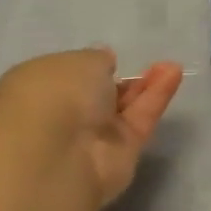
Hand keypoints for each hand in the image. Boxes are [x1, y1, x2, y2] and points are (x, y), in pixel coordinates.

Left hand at [0, 49, 183, 206]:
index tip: (106, 58)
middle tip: (140, 63)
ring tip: (170, 64)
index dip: (85, 67)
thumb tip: (104, 61)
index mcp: (36, 89)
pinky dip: (157, 97)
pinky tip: (174, 73)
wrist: (60, 153)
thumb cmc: (55, 94)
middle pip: (97, 95)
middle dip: (118, 79)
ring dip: (144, 86)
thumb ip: (97, 60)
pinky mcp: (122, 153)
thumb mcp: (79, 60)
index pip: (64, 76)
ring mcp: (92, 137)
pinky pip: (141, 119)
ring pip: (123, 108)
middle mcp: (63, 115)